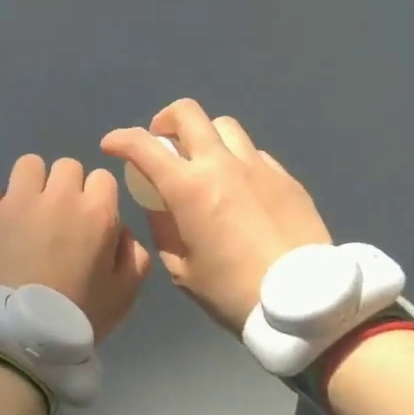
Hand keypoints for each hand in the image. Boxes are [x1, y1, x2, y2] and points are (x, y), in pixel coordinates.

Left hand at [0, 154, 153, 343]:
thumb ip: (134, 253)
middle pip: (66, 166)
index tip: (85, 221)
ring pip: (28, 165)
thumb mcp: (125, 294)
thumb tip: (120, 228)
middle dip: (63, 188)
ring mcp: (15, 200)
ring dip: (29, 186)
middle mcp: (58, 196)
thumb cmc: (76, 319)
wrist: (17, 342)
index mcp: (97, 212)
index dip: (95, 199)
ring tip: (22, 216)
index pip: (102, 177)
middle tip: (54, 220)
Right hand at [101, 100, 331, 331]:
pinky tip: (239, 187)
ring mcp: (258, 166)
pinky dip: (236, 160)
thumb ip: (164, 229)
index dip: (120, 139)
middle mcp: (222, 164)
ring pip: (225, 126)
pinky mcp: (286, 177)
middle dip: (165, 120)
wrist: (302, 301)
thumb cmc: (232, 292)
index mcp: (188, 188)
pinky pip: (254, 153)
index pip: (143, 146)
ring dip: (205, 137)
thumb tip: (160, 204)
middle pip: (188, 113)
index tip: (111, 145)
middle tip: (162, 142)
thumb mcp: (182, 270)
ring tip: (204, 162)